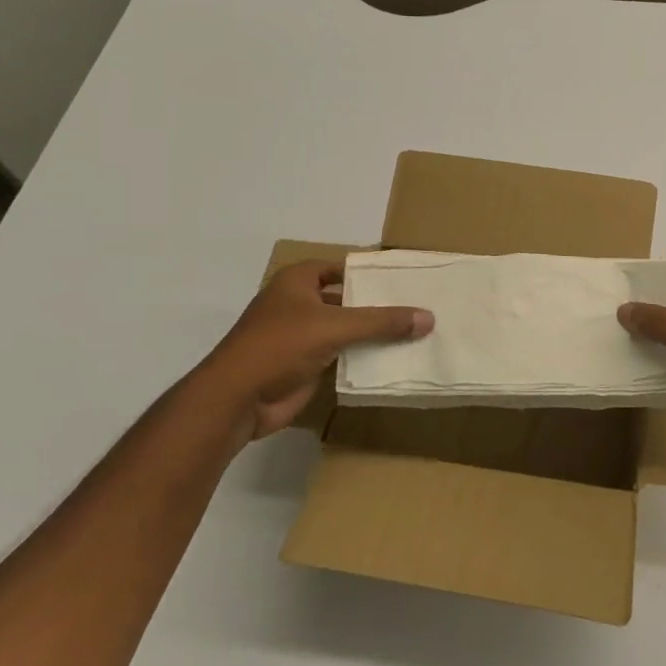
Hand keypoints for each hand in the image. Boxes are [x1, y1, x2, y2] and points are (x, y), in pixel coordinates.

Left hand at [195, 259, 431, 442]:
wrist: (237, 399)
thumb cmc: (279, 346)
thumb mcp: (334, 326)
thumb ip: (381, 321)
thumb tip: (428, 317)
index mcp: (298, 281)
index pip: (342, 267)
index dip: (371, 272)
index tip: (406, 278)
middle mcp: (299, 303)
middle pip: (347, 299)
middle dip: (377, 304)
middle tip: (419, 306)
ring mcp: (302, 336)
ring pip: (346, 329)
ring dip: (373, 334)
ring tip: (416, 332)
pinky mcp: (306, 365)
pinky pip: (343, 355)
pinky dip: (364, 357)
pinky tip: (394, 359)